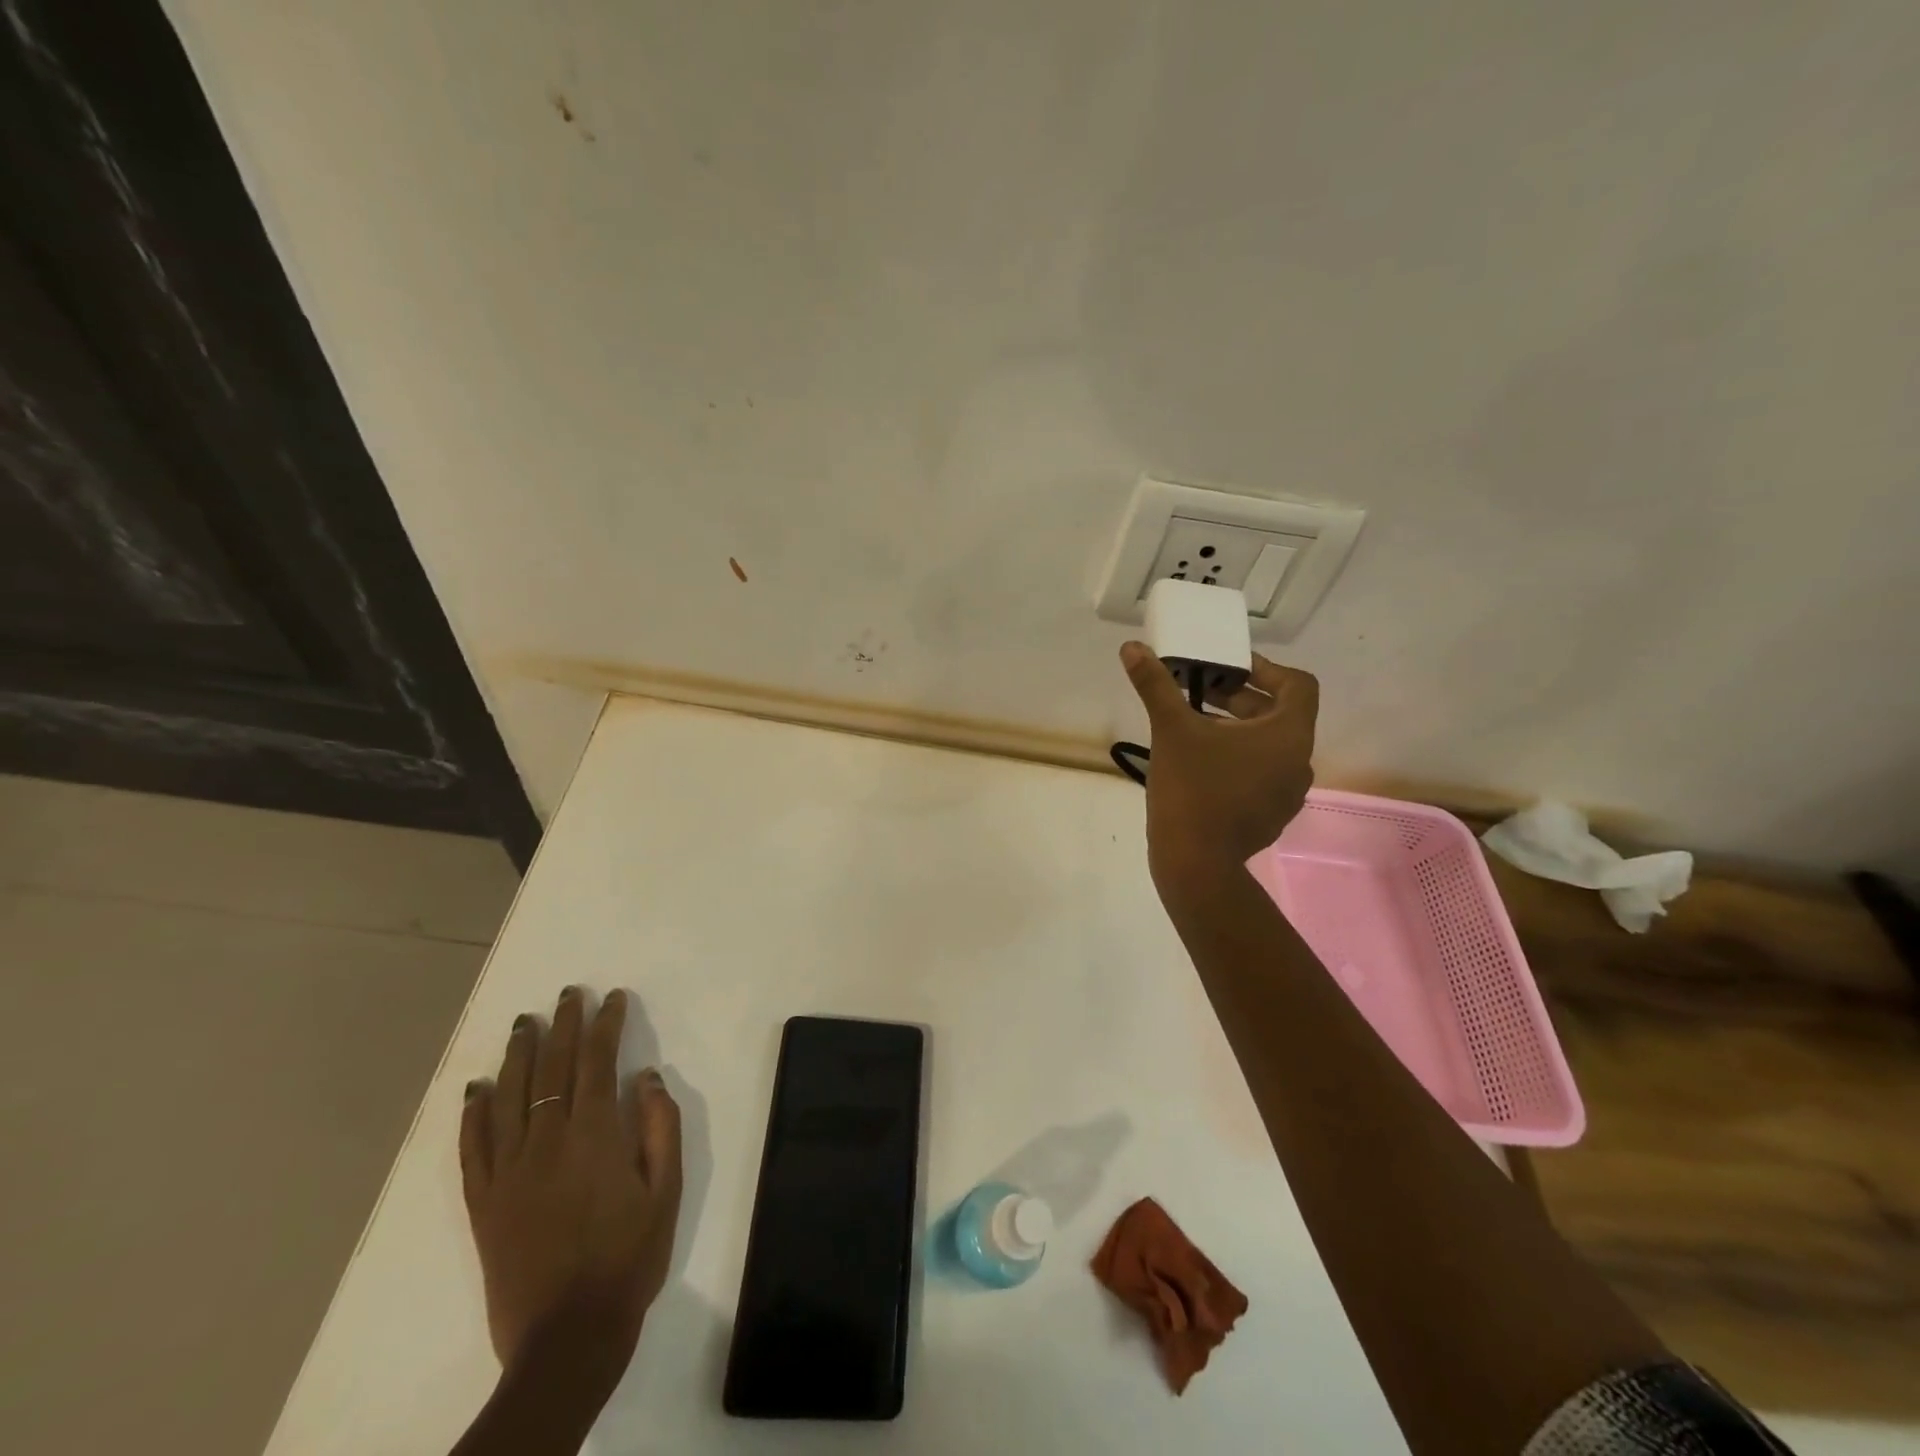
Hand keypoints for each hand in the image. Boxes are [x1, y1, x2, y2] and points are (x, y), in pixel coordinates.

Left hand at [459, 987, 681, 1388]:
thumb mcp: (666, 1190)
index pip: (597, 1062)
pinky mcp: (483, 1202)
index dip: (605, 1025)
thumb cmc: (629, 1258)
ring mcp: (509, 1171)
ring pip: (509, 1097)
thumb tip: (646, 1076)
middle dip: (563, 1025)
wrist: (567, 1336)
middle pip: (552, 1069)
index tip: (611, 998)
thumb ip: (659, 1126)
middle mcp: (547, 1141)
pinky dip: (472, 1114)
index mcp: (595, 1135)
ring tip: (523, 1023)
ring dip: (517, 1055)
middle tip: (567, 994)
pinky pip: (472, 1148)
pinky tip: (476, 1088)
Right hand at [1119, 641, 1318, 900]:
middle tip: (1201, 694)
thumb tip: (1132, 648)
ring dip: (1240, 730)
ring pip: (1270, 746)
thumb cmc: (1192, 789)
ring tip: (1198, 729)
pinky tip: (1203, 768)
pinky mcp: (1273, 816)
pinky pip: (1263, 774)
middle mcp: (1299, 761)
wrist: (1196, 864)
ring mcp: (1289, 793)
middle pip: (1280, 715)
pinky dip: (1240, 761)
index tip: (1228, 669)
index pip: (1298, 685)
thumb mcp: (1171, 729)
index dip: (1266, 669)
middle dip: (1241, 699)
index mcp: (1288, 735)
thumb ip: (1155, 685)